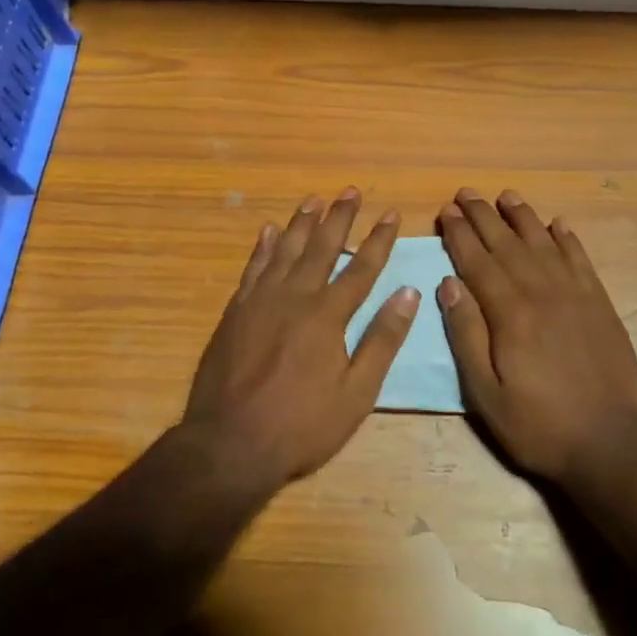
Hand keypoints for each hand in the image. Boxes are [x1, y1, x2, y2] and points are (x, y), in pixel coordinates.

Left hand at [183, 188, 416, 489]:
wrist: (228, 445)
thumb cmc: (301, 425)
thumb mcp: (356, 393)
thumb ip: (382, 340)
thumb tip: (408, 293)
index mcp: (328, 315)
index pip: (362, 267)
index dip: (379, 239)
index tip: (391, 212)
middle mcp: (295, 296)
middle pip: (322, 247)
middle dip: (340, 217)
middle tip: (350, 190)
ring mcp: (261, 301)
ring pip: (285, 249)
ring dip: (302, 223)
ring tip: (314, 199)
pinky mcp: (235, 311)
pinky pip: (252, 268)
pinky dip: (262, 247)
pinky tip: (268, 231)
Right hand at [436, 188, 636, 483]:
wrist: (611, 442)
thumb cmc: (539, 424)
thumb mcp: (486, 394)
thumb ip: (466, 335)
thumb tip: (448, 283)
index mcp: (510, 313)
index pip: (478, 261)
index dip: (459, 234)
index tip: (445, 211)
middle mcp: (541, 291)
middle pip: (507, 243)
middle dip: (483, 215)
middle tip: (465, 193)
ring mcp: (575, 293)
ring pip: (543, 242)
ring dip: (522, 216)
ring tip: (506, 195)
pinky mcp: (600, 302)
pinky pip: (580, 259)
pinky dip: (567, 238)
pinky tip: (558, 223)